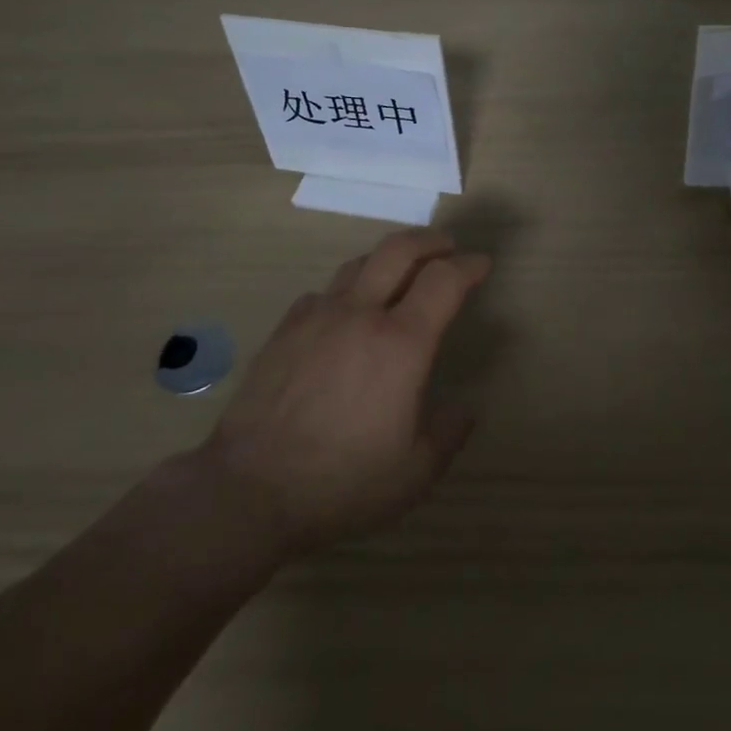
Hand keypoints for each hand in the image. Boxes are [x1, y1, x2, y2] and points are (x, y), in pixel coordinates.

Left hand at [198, 228, 489, 556]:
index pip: (444, 280)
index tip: (481, 264)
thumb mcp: (413, 473)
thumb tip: (463, 408)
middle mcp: (361, 314)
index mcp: (401, 343)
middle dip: (430, 241)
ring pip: (360, 263)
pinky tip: (346, 312)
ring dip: (388, 258)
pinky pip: (325, 291)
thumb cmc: (341, 482)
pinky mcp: (286, 328)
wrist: (249, 489)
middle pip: (399, 249)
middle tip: (447, 247)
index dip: (469, 265)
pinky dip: (348, 289)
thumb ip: (448, 433)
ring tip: (400, 271)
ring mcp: (318, 316)